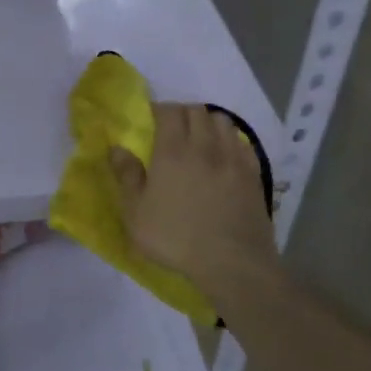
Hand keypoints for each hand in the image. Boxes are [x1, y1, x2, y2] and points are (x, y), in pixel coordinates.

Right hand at [110, 103, 280, 304]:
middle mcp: (205, 146)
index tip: (151, 118)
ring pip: (223, 122)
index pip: (169, 111)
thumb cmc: (175, 237)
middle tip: (172, 128)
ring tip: (200, 138)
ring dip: (208, 122)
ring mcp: (233, 159)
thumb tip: (117, 148)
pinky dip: (230, 140)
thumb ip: (127, 176)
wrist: (232, 261)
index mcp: (173, 151)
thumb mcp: (136, 213)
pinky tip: (224, 155)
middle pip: (197, 111)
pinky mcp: (253, 174)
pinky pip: (242, 143)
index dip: (159, 109)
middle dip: (182, 113)